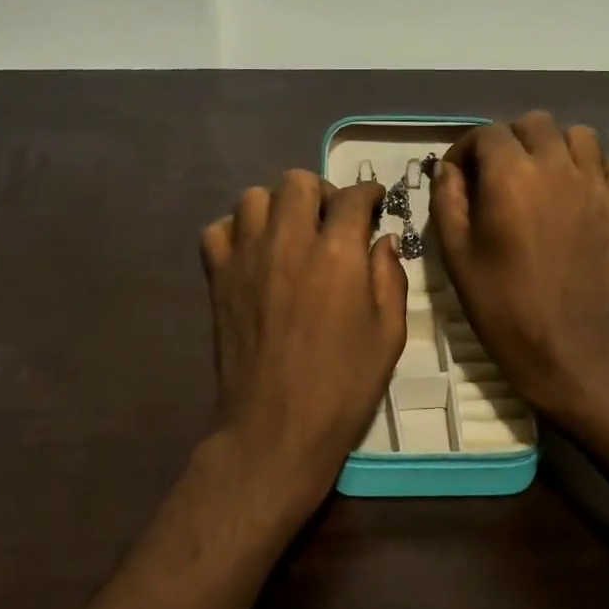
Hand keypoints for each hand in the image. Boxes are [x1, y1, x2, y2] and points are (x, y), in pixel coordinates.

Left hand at [200, 170, 407, 509]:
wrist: (276, 427)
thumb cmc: (343, 385)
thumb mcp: (389, 333)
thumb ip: (390, 277)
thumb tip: (383, 240)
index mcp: (337, 253)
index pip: (353, 196)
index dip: (369, 193)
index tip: (375, 202)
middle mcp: (289, 241)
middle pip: (297, 181)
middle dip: (321, 191)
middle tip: (331, 219)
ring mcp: (247, 257)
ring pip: (254, 197)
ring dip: (277, 206)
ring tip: (290, 232)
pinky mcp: (218, 277)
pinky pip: (218, 230)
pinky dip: (236, 231)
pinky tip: (253, 252)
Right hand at [433, 112, 608, 418]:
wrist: (562, 344)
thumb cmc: (499, 301)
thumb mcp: (455, 251)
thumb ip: (447, 198)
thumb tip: (448, 167)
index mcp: (509, 175)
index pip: (487, 133)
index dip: (467, 149)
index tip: (459, 174)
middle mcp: (555, 166)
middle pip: (534, 123)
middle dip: (510, 140)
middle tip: (499, 173)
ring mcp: (595, 184)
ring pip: (579, 135)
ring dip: (555, 147)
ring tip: (543, 176)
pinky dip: (599, 167)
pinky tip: (582, 190)